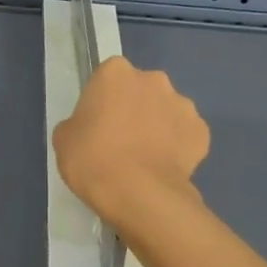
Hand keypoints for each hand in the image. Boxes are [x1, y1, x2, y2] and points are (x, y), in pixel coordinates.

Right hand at [52, 58, 208, 228]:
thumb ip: (78, 124)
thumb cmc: (92, 160)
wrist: (139, 194)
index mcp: (115, 73)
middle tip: (122, 141)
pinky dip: (178, 148)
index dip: (102, 102)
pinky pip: (186, 135)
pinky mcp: (201, 131)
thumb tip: (89, 128)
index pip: (107, 79)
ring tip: (146, 159)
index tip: (98, 125)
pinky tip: (165, 169)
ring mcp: (182, 104)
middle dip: (135, 109)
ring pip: (167, 111)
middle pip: (141, 90)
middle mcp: (153, 80)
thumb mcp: (64, 139)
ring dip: (159, 126)